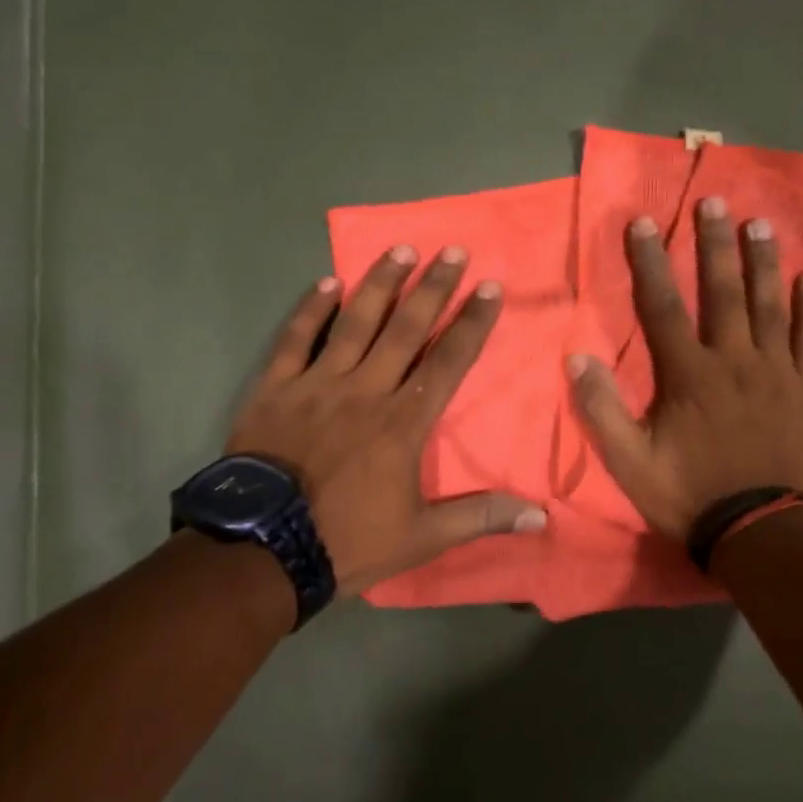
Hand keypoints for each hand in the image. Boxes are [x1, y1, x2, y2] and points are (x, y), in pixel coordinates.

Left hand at [227, 246, 545, 593]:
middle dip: (434, 288)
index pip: (449, 361)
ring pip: (355, 322)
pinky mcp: (275, 389)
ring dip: (381, 284)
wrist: (262, 552)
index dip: (472, 323)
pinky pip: (295, 339)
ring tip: (402, 249)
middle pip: (407, 329)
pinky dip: (310, 310)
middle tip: (453, 251)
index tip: (490, 288)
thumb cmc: (347, 539)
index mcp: (404, 422)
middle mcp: (366, 390)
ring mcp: (317, 384)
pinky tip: (327, 282)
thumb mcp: (422, 536)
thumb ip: (480, 516)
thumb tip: (540, 516)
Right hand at [568, 197, 802, 539]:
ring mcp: (777, 372)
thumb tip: (576, 359)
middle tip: (716, 201)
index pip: (662, 306)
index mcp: (689, 374)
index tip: (643, 221)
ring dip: (763, 262)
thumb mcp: (631, 463)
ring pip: (770, 306)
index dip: (649, 262)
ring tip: (762, 224)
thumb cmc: (691, 496)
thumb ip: (602, 410)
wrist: (762, 533)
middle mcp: (734, 359)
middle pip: (723, 291)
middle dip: (715, 243)